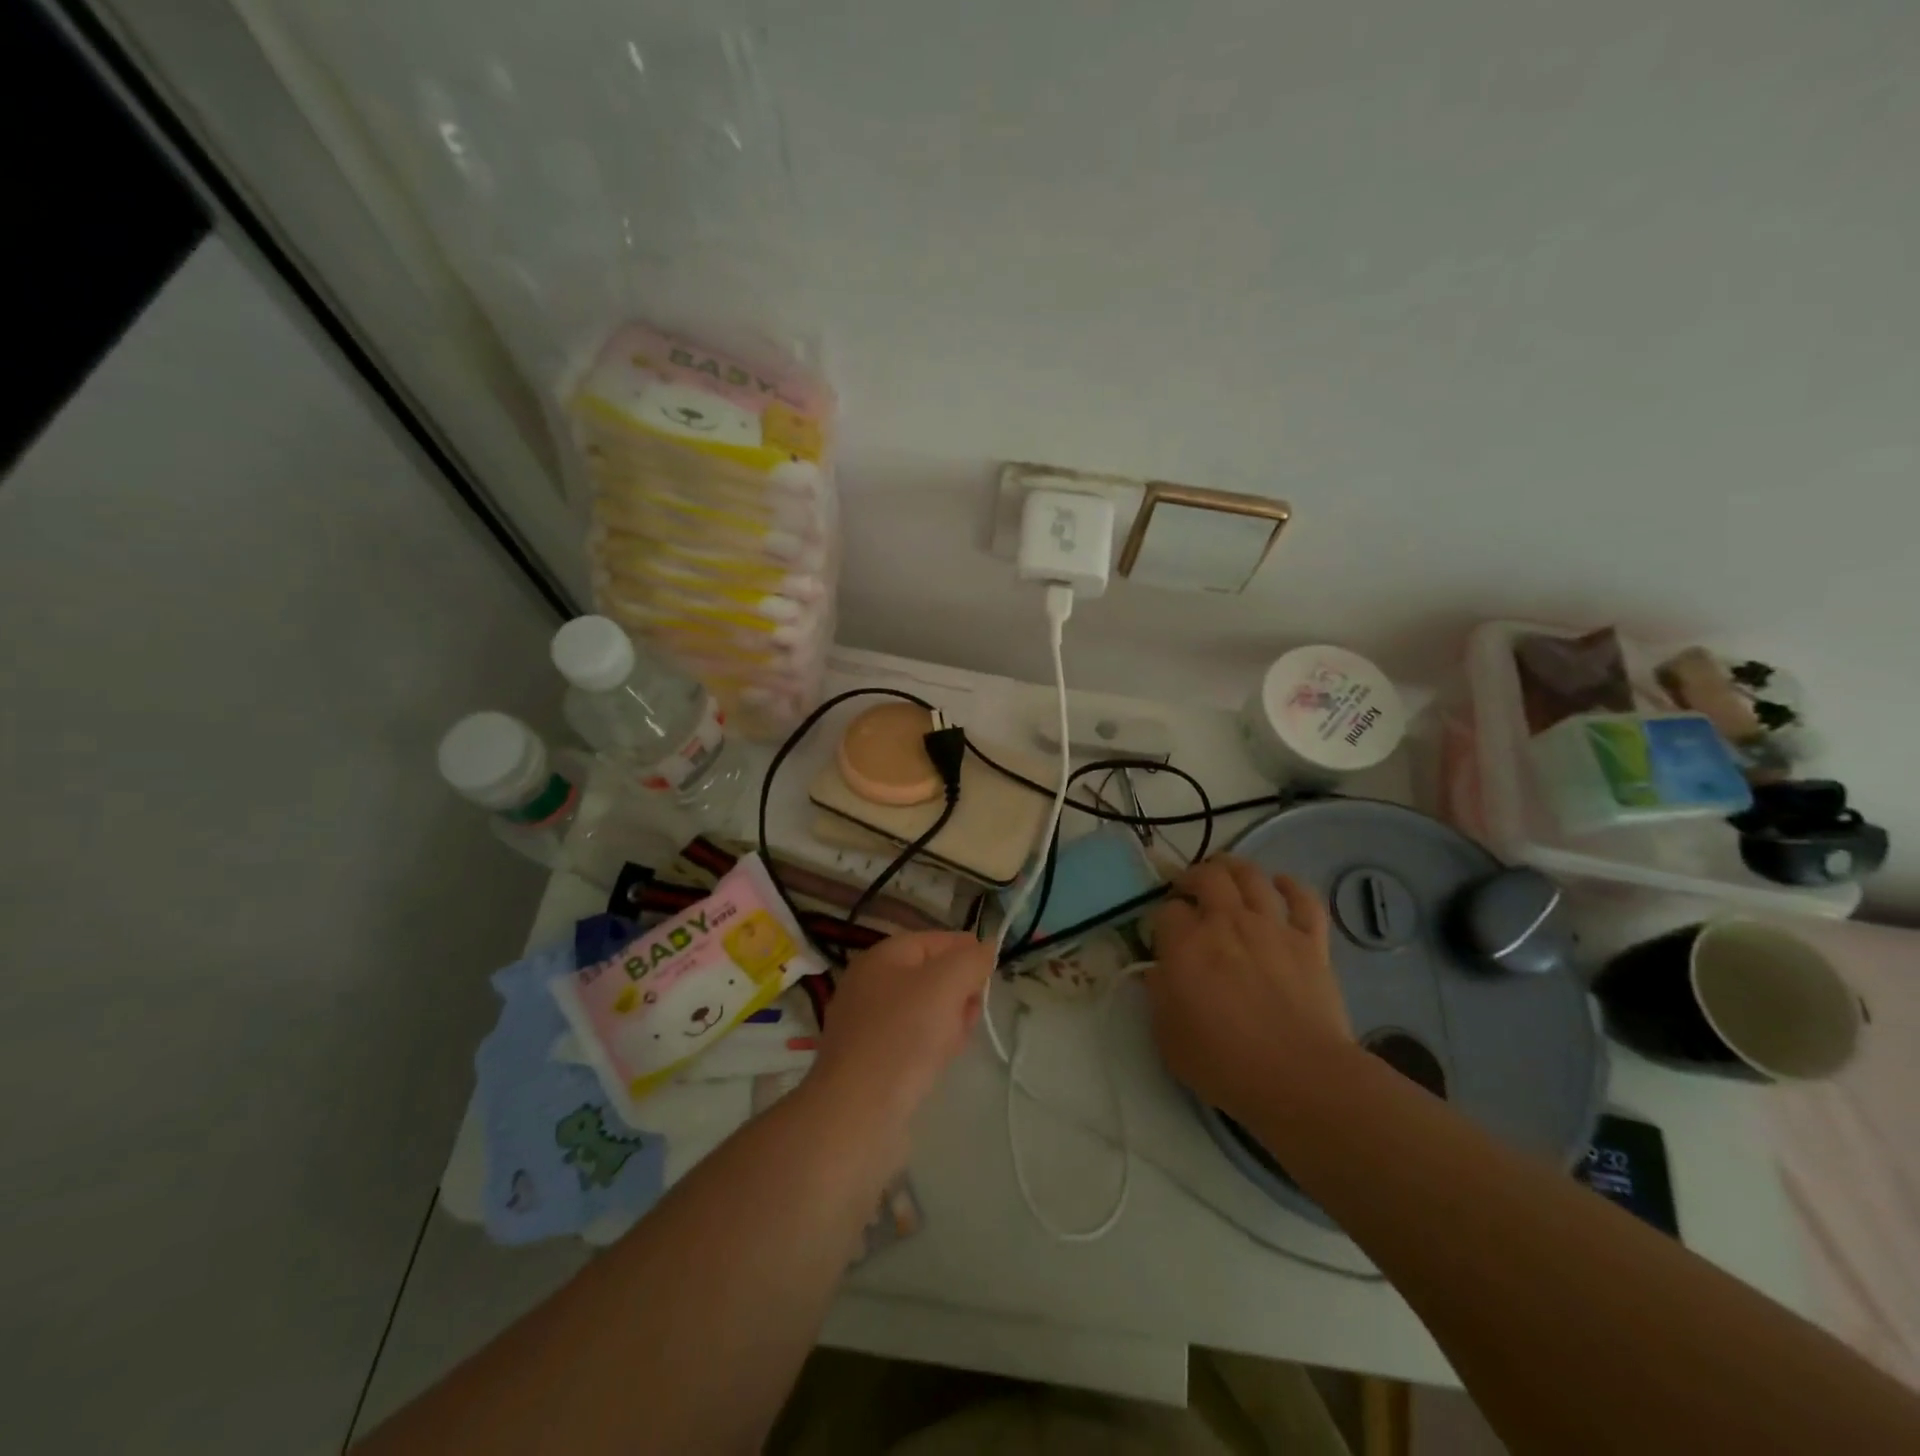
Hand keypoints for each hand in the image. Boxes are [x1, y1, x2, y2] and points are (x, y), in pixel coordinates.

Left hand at [809, 931, 992, 1127]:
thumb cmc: (903, 1036)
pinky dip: (930, 1044)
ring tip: (956, 1040)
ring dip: (948, 1018)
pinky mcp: (868, 1060)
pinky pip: (910, 1039)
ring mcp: (865, 1024)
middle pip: (929, 975)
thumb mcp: (946, 984)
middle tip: (974, 1009)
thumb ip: (971, 960)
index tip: (993, 968)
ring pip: (922, 1009)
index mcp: (880, 957)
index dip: (966, 948)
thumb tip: (986, 947)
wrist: (858, 1112)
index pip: (933, 940)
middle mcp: (868, 984)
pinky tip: (939, 1061)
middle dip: (958, 988)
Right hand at [1147, 856, 1352, 1124]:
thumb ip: (1159, 995)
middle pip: (1207, 876)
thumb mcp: (1168, 1037)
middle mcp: (1226, 923)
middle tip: (1187, 889)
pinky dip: (1291, 887)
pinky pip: (1304, 901)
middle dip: (1192, 877)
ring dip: (1234, 868)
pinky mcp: (1310, 942)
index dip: (1161, 919)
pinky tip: (1280, 885)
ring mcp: (1272, 928)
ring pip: (1251, 876)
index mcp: (1185, 945)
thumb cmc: (1224, 1065)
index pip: (1166, 911)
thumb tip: (1159, 972)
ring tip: (1225, 873)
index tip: (1162, 935)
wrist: (1300, 1079)